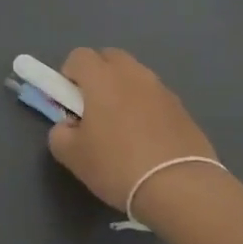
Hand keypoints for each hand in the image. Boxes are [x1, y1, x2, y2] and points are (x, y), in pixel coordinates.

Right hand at [47, 48, 218, 211]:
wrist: (179, 187)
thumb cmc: (117, 165)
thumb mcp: (72, 155)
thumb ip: (60, 132)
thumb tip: (69, 126)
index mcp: (102, 77)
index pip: (79, 56)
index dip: (69, 75)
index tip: (70, 102)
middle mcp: (133, 74)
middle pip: (110, 57)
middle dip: (98, 75)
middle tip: (94, 109)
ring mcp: (161, 89)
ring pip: (135, 77)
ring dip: (124, 91)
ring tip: (123, 128)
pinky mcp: (182, 108)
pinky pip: (155, 97)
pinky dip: (147, 108)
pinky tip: (147, 140)